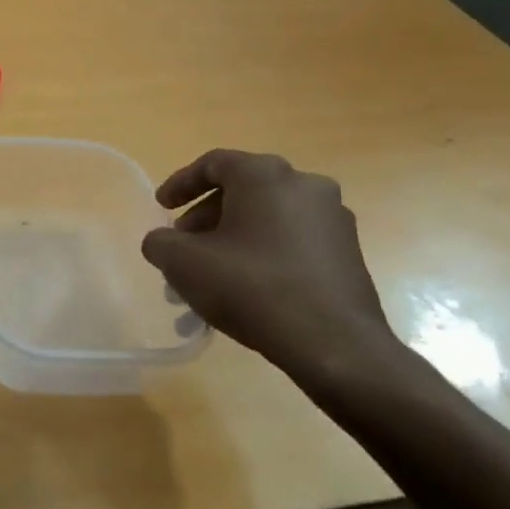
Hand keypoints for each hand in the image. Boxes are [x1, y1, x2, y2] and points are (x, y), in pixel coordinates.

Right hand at [141, 150, 396, 382]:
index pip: (213, 163)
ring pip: (267, 217)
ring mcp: (333, 218)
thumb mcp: (184, 264)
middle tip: (183, 246)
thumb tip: (163, 241)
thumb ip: (161, 243)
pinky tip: (246, 287)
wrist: (334, 344)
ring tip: (210, 274)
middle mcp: (305, 184)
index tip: (161, 208)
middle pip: (242, 190)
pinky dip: (263, 252)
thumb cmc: (251, 288)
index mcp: (265, 174)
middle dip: (204, 218)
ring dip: (232, 237)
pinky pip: (292, 240)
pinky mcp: (348, 252)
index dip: (180, 183)